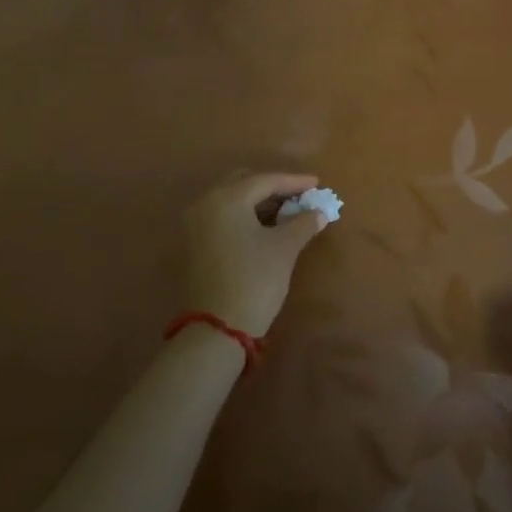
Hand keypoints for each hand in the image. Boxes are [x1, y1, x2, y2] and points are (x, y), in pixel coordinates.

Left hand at [183, 172, 331, 338]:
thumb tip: (318, 212)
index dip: (294, 182)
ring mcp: (195, 225)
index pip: (265, 180)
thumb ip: (302, 223)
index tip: (317, 184)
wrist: (216, 330)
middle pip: (244, 184)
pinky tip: (265, 227)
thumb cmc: (254, 280)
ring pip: (232, 201)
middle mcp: (206, 204)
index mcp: (226, 199)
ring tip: (287, 212)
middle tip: (299, 196)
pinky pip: (223, 217)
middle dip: (273, 188)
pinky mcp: (194, 245)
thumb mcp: (284, 249)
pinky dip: (245, 217)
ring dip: (259, 203)